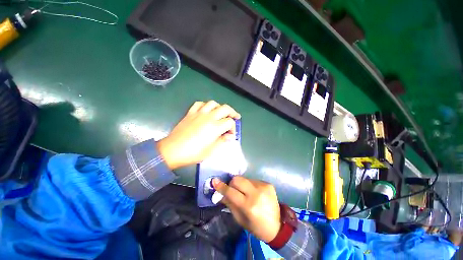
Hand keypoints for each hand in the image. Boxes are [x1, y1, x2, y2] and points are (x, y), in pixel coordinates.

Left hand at [157, 101, 240, 169]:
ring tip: (221, 113)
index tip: (231, 135)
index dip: (233, 128)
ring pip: (213, 103)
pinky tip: (206, 110)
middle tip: (235, 117)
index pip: (230, 122)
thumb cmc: (193, 153)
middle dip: (232, 112)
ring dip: (220, 107)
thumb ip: (222, 141)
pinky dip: (205, 105)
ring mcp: (199, 113)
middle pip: (225, 108)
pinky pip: (199, 104)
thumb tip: (230, 137)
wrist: (172, 150)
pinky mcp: (190, 113)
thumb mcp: (211, 151)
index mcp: (215, 127)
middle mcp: (209, 117)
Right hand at [212, 176, 280, 242]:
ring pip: (245, 179)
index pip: (231, 192)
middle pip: (238, 179)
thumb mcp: (240, 219)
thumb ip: (229, 204)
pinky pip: (253, 180)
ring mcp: (263, 187)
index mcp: (249, 206)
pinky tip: (254, 193)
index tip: (214, 181)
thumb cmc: (256, 226)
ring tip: (246, 193)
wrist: (278, 226)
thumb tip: (220, 194)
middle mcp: (256, 193)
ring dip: (242, 185)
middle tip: (232, 189)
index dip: (221, 186)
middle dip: (232, 183)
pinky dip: (250, 186)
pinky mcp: (268, 184)